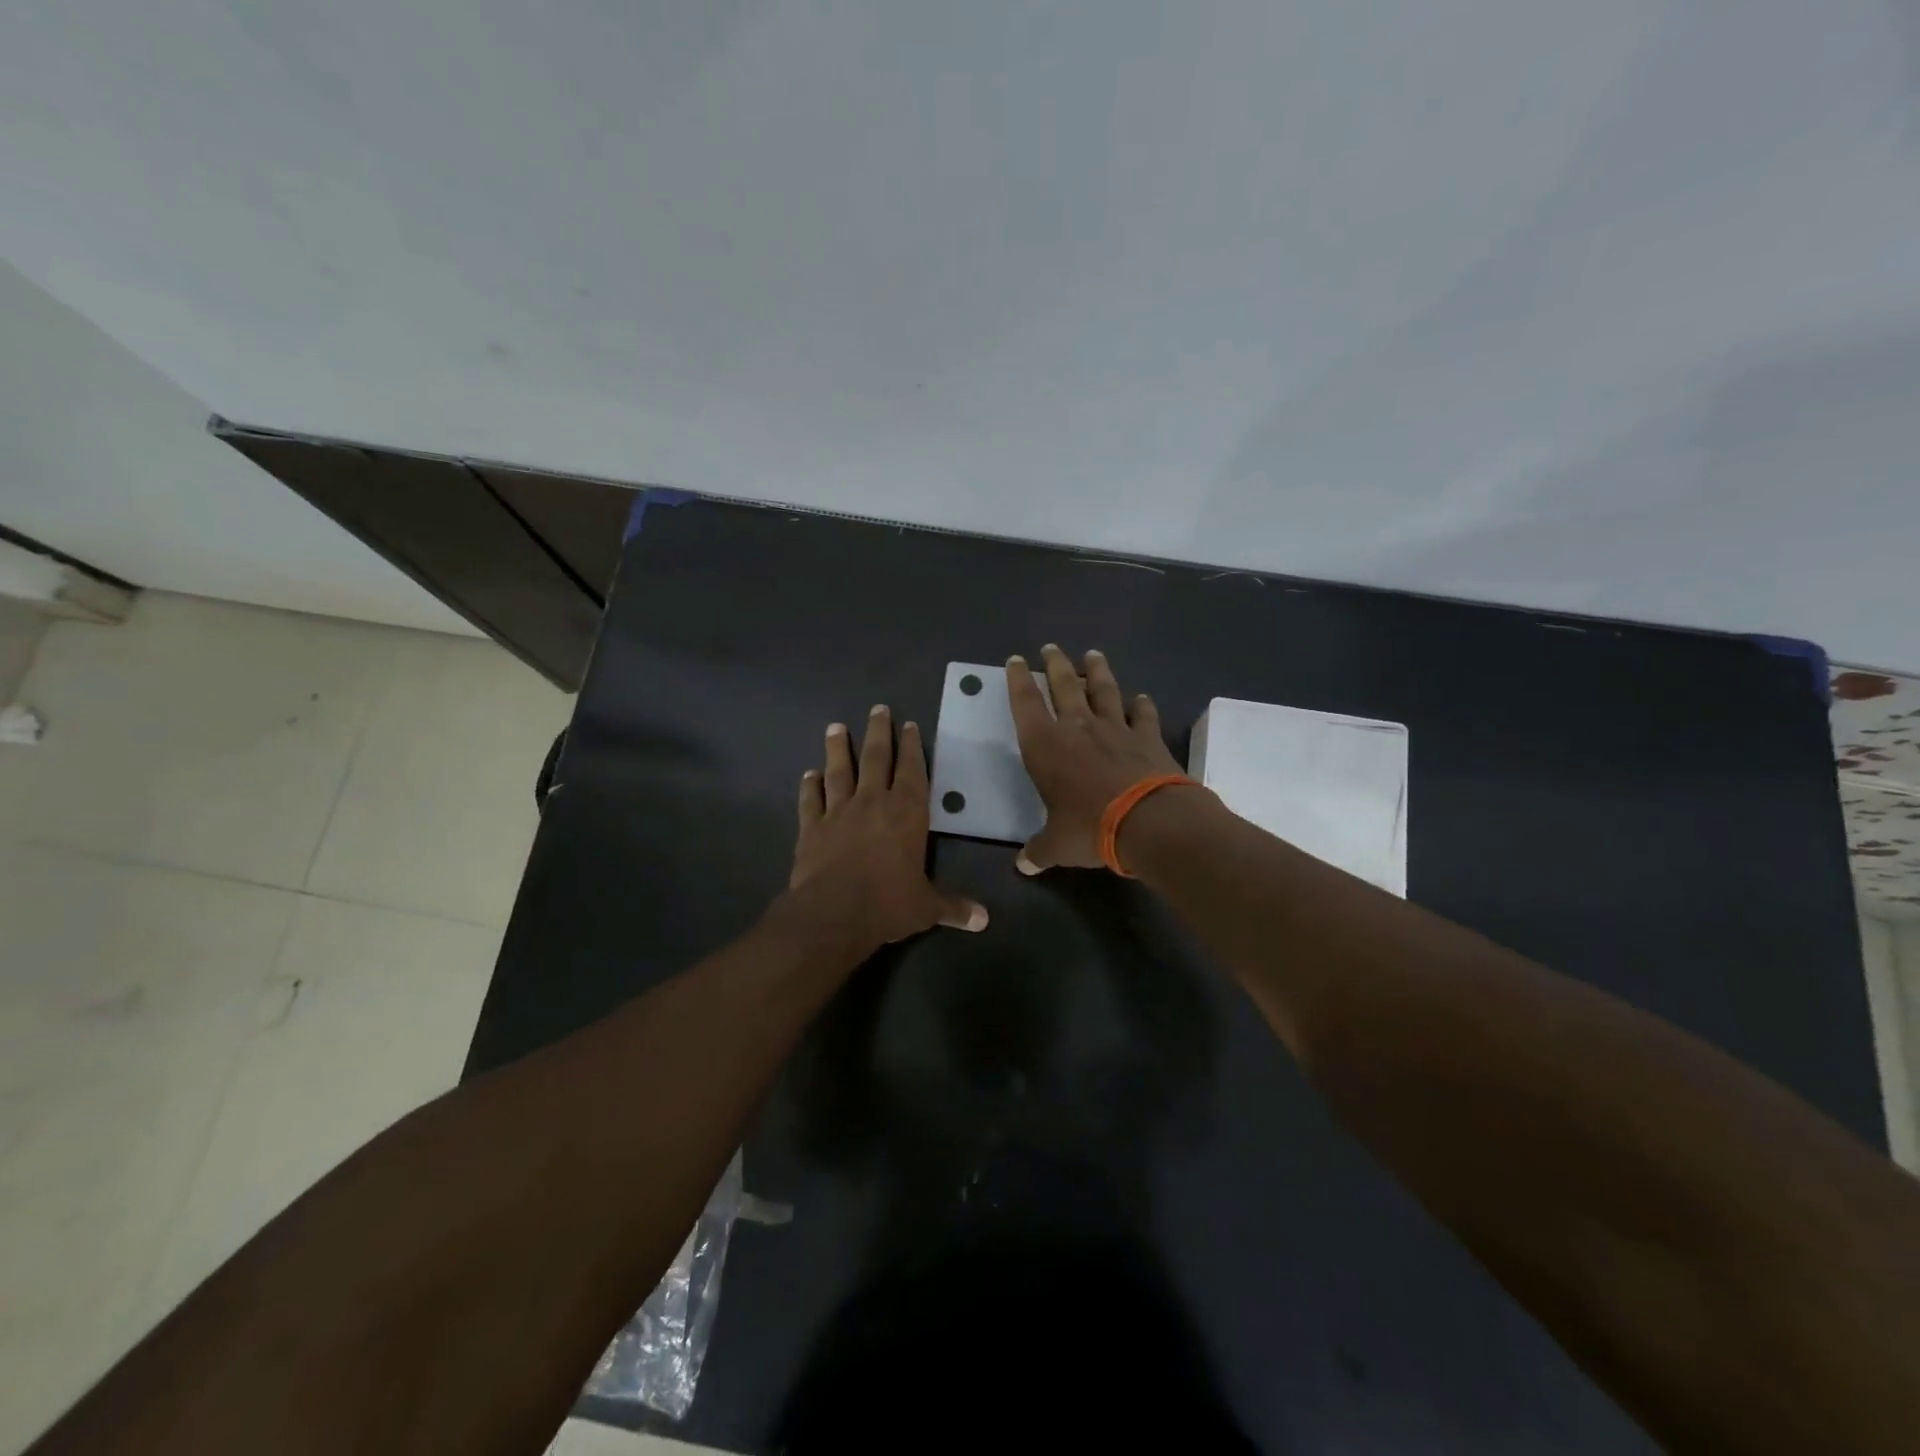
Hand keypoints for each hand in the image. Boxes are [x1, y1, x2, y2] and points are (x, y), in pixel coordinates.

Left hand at [787, 704, 988, 953]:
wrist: (833, 913)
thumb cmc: (888, 903)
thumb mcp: (927, 907)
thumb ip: (954, 907)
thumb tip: (985, 920)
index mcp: (907, 812)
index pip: (912, 771)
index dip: (912, 747)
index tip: (908, 724)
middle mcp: (873, 802)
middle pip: (876, 758)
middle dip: (879, 732)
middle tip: (877, 709)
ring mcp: (838, 812)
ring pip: (839, 771)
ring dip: (838, 748)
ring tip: (835, 727)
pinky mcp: (811, 827)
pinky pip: (811, 800)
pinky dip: (809, 786)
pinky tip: (808, 774)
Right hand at [1006, 646, 1187, 873]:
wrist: (1149, 821)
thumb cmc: (1090, 828)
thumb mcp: (1057, 845)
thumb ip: (1039, 850)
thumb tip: (1024, 866)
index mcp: (1045, 745)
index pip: (1025, 703)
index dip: (1017, 680)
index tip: (1015, 661)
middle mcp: (1077, 727)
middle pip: (1063, 685)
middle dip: (1054, 664)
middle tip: (1050, 647)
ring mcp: (1115, 728)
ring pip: (1103, 690)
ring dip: (1096, 671)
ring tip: (1092, 655)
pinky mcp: (1147, 737)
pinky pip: (1143, 714)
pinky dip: (1142, 705)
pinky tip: (1142, 698)